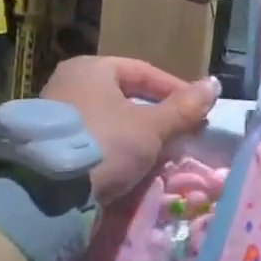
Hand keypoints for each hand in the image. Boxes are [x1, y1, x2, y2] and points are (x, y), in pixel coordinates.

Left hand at [41, 57, 219, 204]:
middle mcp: (69, 82)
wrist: (46, 193)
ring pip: (110, 119)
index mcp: (91, 68)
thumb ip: (184, 108)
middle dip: (157, 116)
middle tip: (181, 136)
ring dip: (137, 135)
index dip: (176, 91)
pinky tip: (130, 167)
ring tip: (159, 155)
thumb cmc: (104, 144)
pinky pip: (93, 138)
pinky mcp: (49, 143)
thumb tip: (214, 85)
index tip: (197, 113)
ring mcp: (55, 113)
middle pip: (126, 96)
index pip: (145, 72)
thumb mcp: (151, 127)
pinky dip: (115, 149)